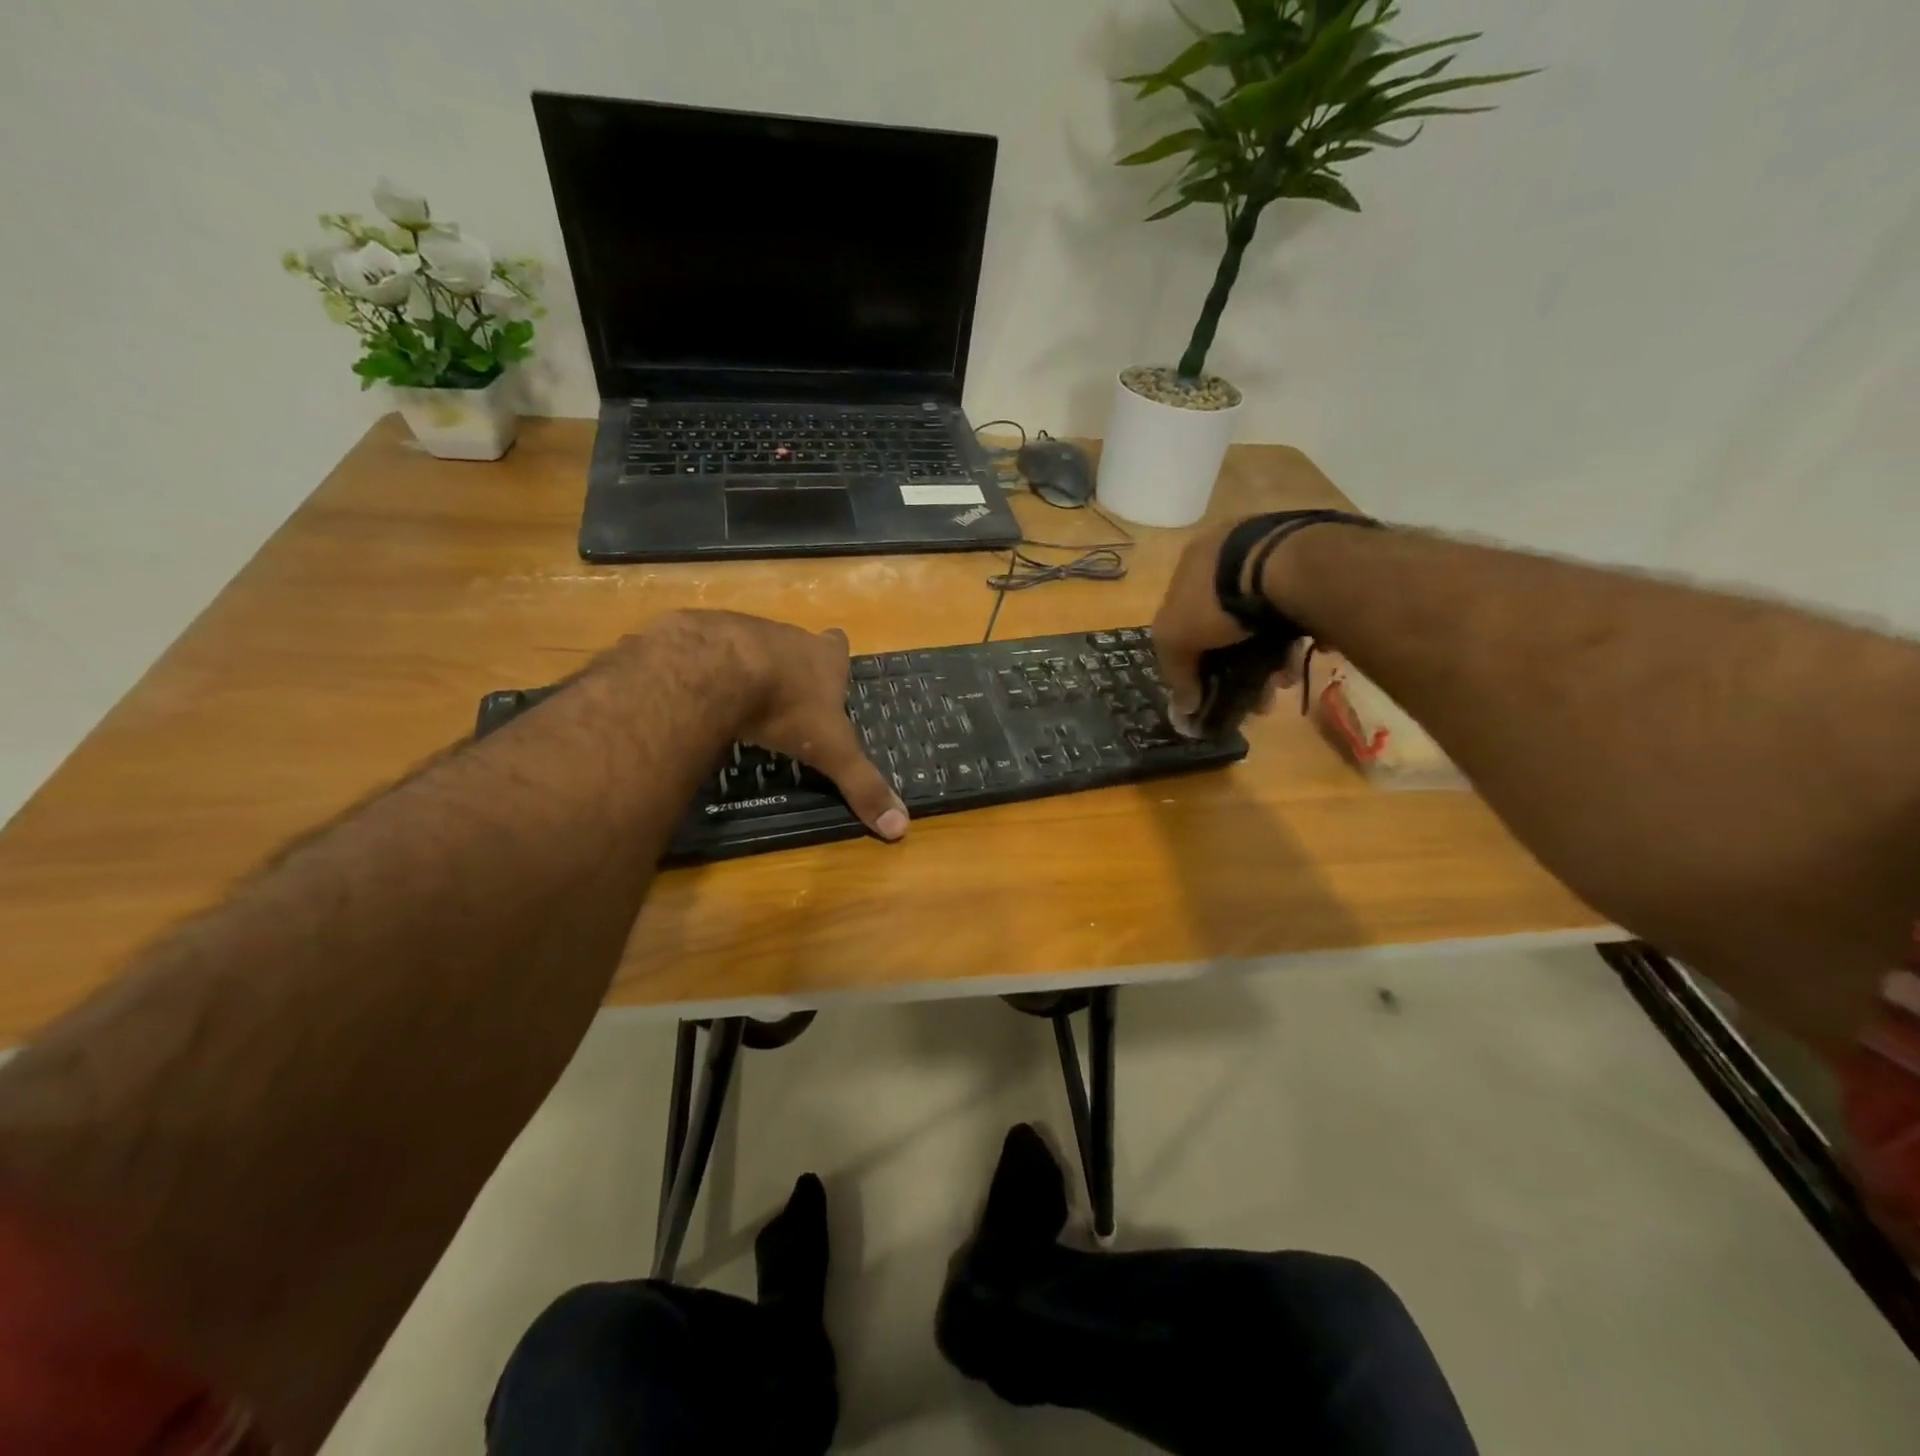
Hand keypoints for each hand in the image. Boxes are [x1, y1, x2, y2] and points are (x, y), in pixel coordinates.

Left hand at [644, 612, 909, 840]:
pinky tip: (703, 694)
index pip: (838, 645)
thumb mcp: (830, 752)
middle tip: (786, 699)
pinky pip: (709, 652)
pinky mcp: (703, 634)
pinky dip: (709, 671)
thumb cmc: (786, 707)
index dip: (835, 657)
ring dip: (749, 669)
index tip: (829, 675)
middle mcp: (789, 636)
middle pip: (796, 646)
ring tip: (742, 699)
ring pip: (753, 646)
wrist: (716, 668)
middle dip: (792, 667)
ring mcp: (745, 629)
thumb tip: (900, 828)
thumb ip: (861, 785)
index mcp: (824, 657)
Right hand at [1150, 521, 1295, 730]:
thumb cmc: (1216, 598)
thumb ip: (1176, 672)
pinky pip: (1292, 610)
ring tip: (1279, 682)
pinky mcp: (1308, 564)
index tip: (1206, 682)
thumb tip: (1185, 707)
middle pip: (1224, 619)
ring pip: (1261, 618)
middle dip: (1235, 660)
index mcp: (1191, 561)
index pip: (1181, 612)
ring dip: (1267, 655)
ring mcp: (1270, 552)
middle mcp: (1228, 550)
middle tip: (1251, 690)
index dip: (1191, 651)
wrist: (1288, 565)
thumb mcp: (1176, 638)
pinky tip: (1296, 662)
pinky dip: (1291, 638)